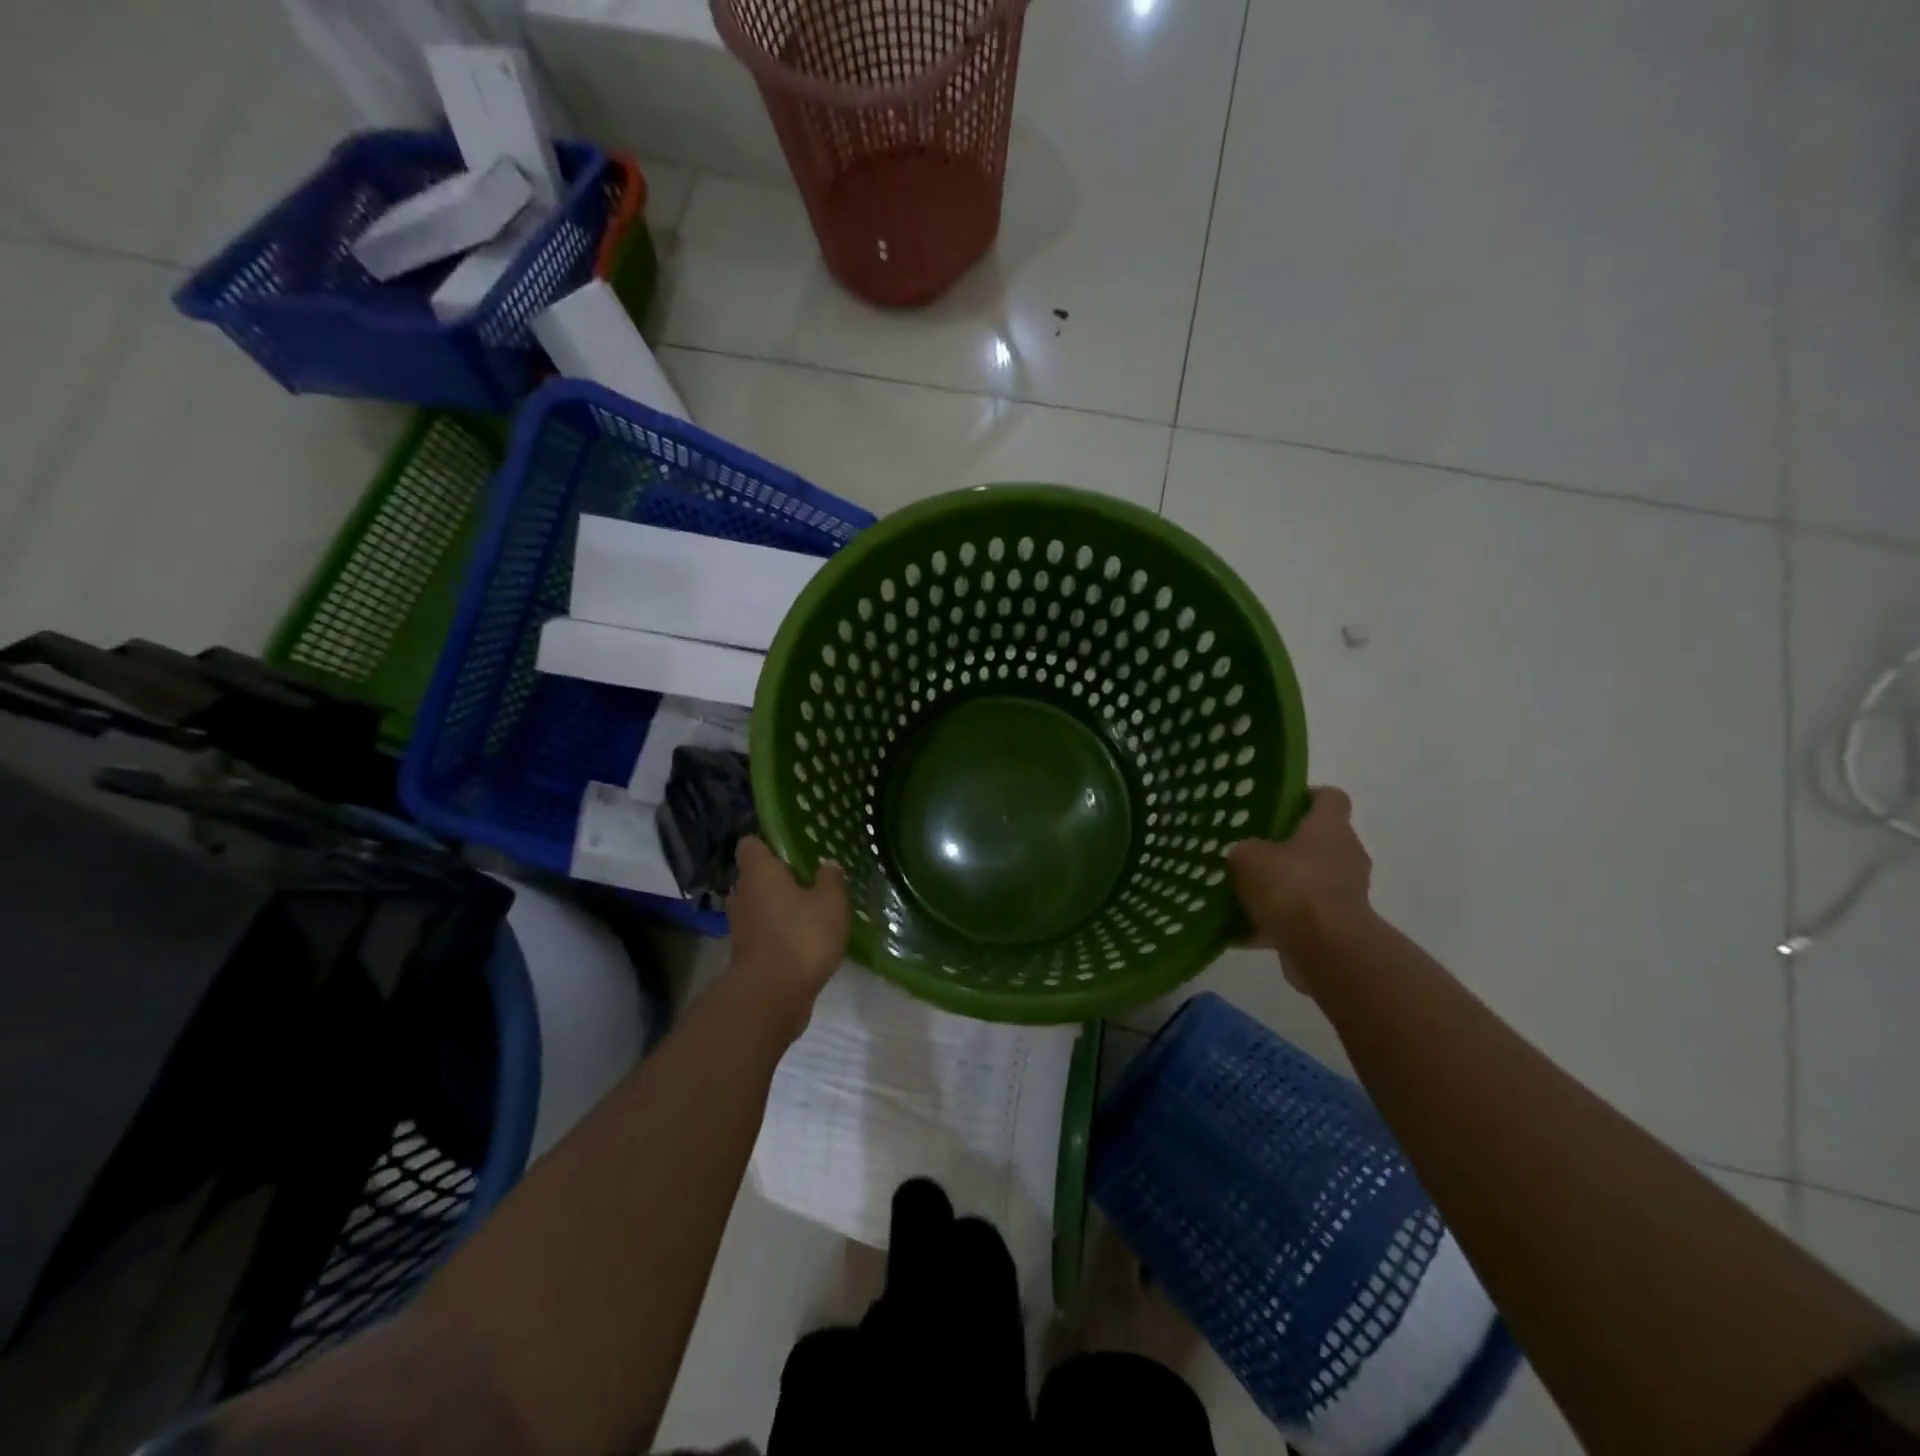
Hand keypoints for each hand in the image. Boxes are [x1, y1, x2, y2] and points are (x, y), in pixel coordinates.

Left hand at [727, 836, 849, 1014]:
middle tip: (812, 880)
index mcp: (759, 872)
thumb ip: (831, 879)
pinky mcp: (747, 953)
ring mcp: (741, 926)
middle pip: (757, 876)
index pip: (751, 844)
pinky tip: (808, 940)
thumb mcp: (831, 902)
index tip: (793, 849)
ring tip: (814, 912)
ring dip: (782, 907)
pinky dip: (781, 932)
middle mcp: (743, 894)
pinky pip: (765, 931)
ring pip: (761, 905)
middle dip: (781, 878)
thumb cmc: (801, 936)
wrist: (771, 996)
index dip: (769, 843)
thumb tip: (827, 865)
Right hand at [1226, 788, 1372, 988]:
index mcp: (1330, 827)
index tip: (1282, 804)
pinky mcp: (1339, 928)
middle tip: (1253, 852)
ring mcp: (1347, 894)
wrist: (1325, 947)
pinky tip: (1242, 931)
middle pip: (1320, 842)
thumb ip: (1244, 851)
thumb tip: (1245, 857)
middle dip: (1288, 848)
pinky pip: (1303, 918)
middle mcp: (1346, 855)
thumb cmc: (1290, 885)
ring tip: (1244, 895)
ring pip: (1311, 882)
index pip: (1330, 798)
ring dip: (1284, 888)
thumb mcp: (1247, 856)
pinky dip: (1278, 923)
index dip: (1308, 797)